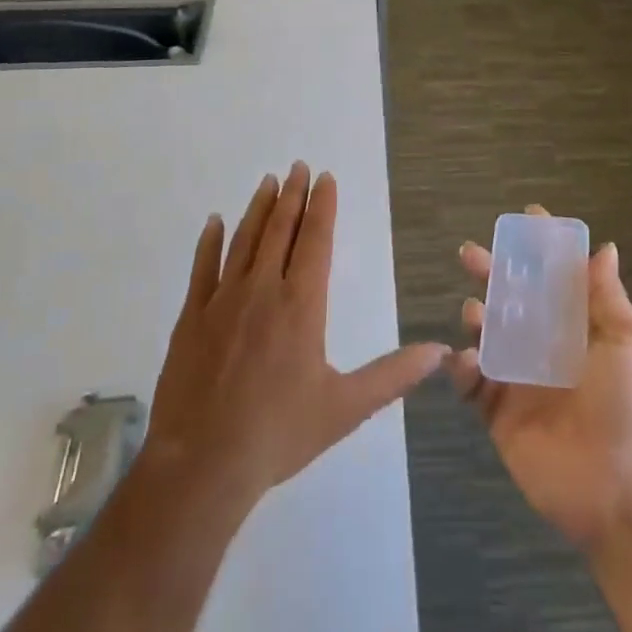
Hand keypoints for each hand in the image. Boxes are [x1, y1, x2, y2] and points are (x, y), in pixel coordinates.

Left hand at [143, 162, 448, 509]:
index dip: (322, 205)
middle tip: (298, 166)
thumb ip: (392, 376)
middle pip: (281, 229)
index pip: (315, 240)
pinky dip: (210, 242)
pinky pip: (202, 268)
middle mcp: (263, 289)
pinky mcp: (191, 317)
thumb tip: (439, 352)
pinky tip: (215, 222)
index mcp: (301, 304)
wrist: (202, 466)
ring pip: (244, 240)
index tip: (325, 177)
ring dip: (258, 208)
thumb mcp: (344, 408)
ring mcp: (223, 300)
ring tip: (268, 181)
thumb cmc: (279, 434)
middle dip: (292, 194)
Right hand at [448, 206, 631, 549]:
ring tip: (474, 311)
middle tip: (470, 254)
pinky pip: (472, 383)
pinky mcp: (498, 413)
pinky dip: (462, 367)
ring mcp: (519, 379)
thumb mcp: (631, 345)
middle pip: (512, 299)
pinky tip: (465, 359)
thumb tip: (605, 248)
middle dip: (492, 273)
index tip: (526, 216)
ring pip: (487, 335)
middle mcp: (546, 346)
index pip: (556, 277)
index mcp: (578, 328)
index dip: (542, 247)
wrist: (621, 494)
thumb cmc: (631, 409)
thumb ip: (607, 298)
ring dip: (476, 316)